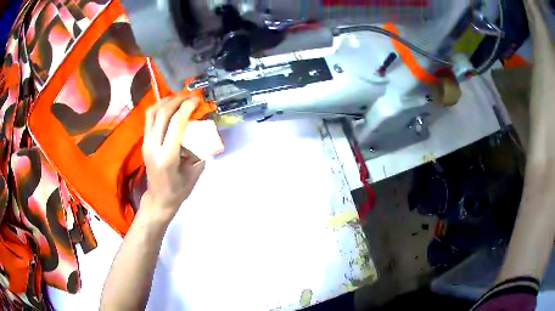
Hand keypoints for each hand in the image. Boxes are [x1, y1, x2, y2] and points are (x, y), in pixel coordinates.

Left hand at [140, 96, 205, 223]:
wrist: (159, 199)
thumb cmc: (179, 190)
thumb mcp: (195, 172)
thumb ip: (200, 150)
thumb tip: (204, 130)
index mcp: (167, 157)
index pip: (176, 124)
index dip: (187, 108)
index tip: (197, 101)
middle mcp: (153, 147)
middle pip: (162, 114)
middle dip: (177, 100)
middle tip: (190, 97)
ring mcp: (146, 143)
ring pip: (152, 113)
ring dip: (166, 101)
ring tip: (179, 98)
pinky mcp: (144, 142)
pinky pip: (149, 118)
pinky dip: (159, 108)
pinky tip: (169, 107)